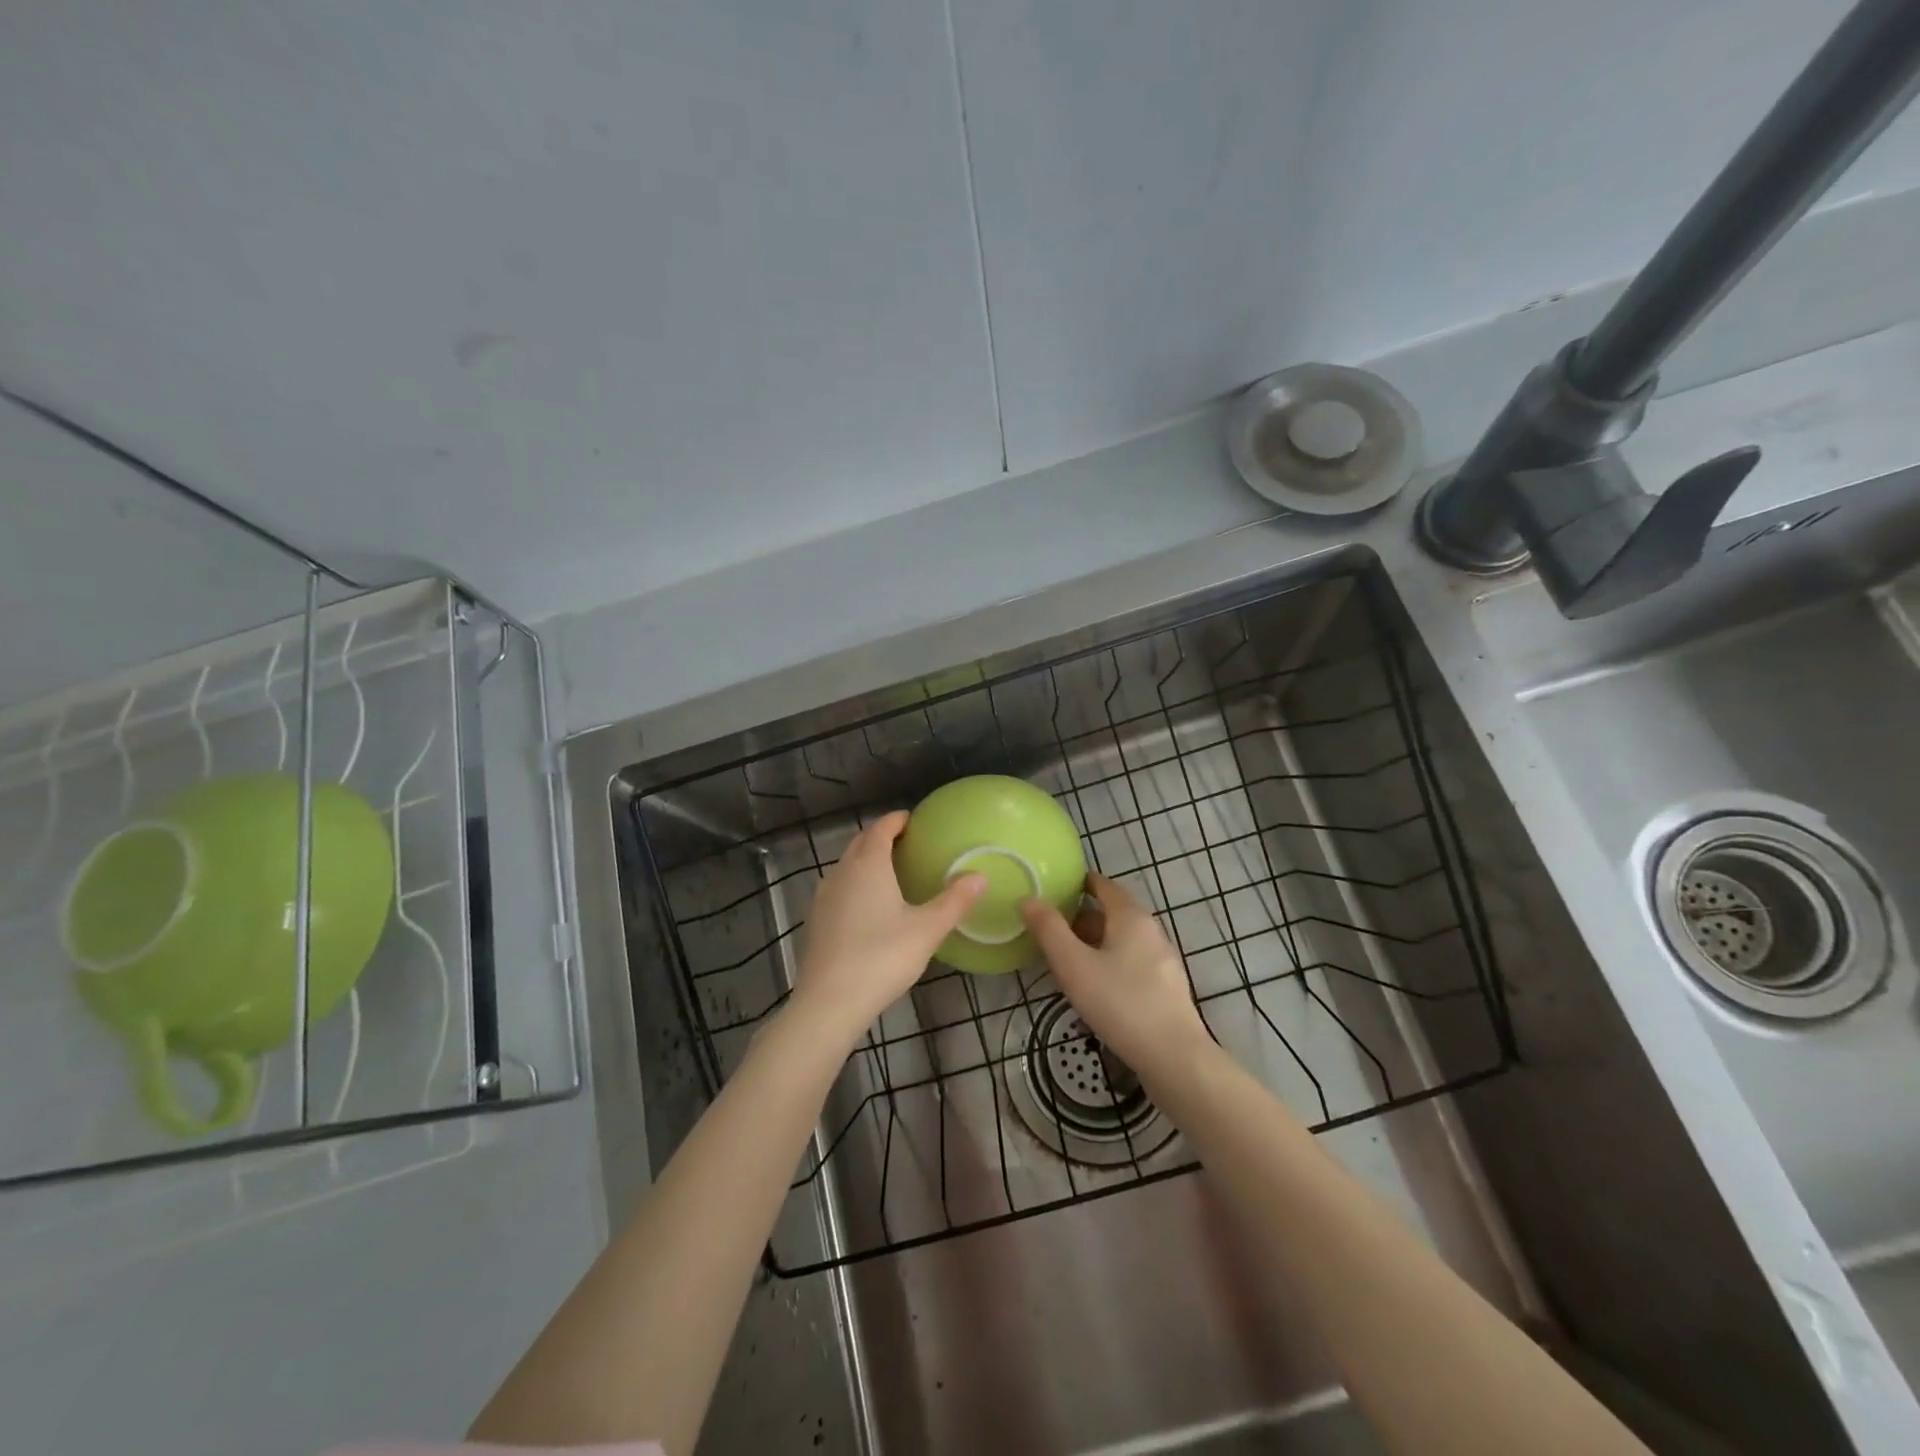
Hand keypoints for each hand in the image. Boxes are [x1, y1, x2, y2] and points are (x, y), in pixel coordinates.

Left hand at [789, 811, 984, 1045]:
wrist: (829, 1003)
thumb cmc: (882, 958)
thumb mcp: (927, 930)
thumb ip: (954, 901)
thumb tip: (979, 875)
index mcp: (868, 865)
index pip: (881, 828)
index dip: (897, 820)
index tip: (914, 821)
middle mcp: (841, 872)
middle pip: (860, 843)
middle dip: (881, 837)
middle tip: (907, 844)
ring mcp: (823, 897)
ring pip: (846, 866)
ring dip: (866, 861)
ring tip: (891, 874)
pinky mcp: (815, 920)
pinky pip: (838, 888)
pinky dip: (854, 884)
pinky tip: (869, 907)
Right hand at [1020, 872, 1212, 1082]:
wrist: (1174, 1058)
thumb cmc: (1120, 1003)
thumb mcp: (1074, 965)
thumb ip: (1048, 930)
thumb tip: (1028, 898)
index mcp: (1131, 917)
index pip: (1104, 886)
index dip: (1080, 882)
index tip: (1055, 887)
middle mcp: (1151, 931)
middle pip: (1113, 913)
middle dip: (1082, 916)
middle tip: (1050, 926)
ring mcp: (1162, 961)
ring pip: (1122, 940)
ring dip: (1095, 942)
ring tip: (1065, 957)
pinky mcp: (1166, 988)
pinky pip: (1131, 963)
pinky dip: (1109, 962)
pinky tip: (1094, 986)